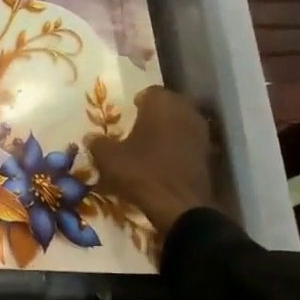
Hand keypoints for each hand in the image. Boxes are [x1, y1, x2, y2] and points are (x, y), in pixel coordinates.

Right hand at [86, 87, 225, 238]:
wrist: (179, 206)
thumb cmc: (141, 172)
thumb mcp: (108, 158)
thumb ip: (98, 143)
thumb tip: (91, 137)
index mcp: (161, 103)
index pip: (149, 92)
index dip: (137, 102)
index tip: (128, 113)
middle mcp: (185, 110)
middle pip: (169, 105)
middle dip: (155, 114)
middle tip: (138, 127)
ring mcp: (201, 132)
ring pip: (181, 123)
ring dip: (168, 130)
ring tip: (151, 145)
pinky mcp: (208, 153)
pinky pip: (188, 142)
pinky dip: (178, 147)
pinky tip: (165, 161)